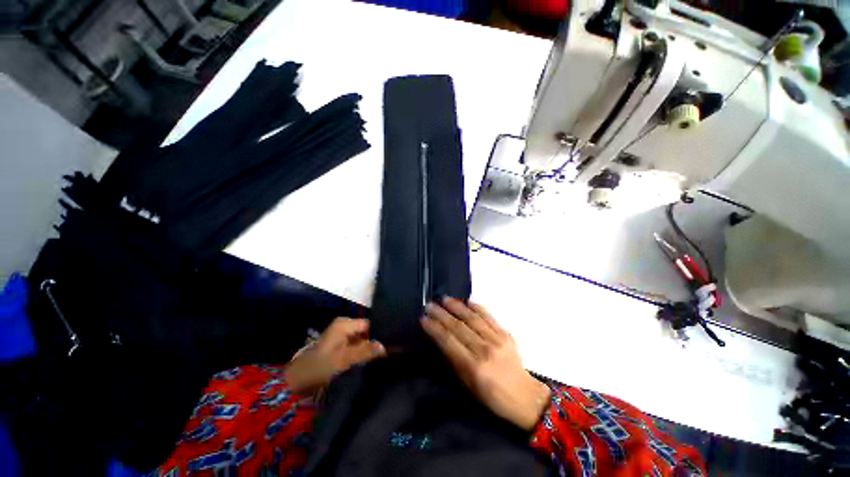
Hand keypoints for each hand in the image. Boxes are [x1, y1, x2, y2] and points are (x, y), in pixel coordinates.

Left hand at [284, 318, 385, 394]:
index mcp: (345, 324)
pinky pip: (356, 348)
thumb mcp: (344, 359)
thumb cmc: (319, 367)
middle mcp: (344, 327)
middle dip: (375, 343)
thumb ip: (365, 351)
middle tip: (388, 354)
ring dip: (369, 350)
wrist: (296, 383)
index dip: (380, 333)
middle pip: (366, 332)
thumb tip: (385, 346)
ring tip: (382, 359)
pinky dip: (362, 355)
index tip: (391, 344)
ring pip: (362, 341)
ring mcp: (341, 338)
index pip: (369, 324)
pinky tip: (370, 362)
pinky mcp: (339, 349)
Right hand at [421, 298, 550, 430]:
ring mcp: (497, 340)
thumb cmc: (491, 396)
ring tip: (445, 299)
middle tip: (430, 305)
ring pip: (473, 318)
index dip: (434, 329)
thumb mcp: (468, 386)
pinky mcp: (506, 334)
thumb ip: (454, 362)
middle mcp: (484, 350)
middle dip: (441, 314)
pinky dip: (477, 307)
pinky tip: (467, 301)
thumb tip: (440, 340)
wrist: (524, 396)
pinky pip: (489, 317)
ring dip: (457, 307)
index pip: (449, 342)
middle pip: (459, 327)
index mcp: (473, 367)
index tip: (423, 319)